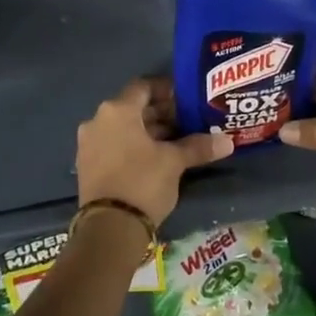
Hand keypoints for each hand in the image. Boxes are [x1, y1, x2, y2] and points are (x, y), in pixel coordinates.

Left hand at [77, 79, 232, 224]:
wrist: (109, 228)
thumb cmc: (142, 182)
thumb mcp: (174, 162)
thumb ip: (198, 146)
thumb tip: (227, 141)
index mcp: (117, 110)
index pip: (143, 87)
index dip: (166, 90)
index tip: (186, 99)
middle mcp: (97, 120)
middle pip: (133, 108)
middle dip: (160, 114)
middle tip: (187, 122)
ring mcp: (89, 144)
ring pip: (123, 128)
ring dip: (148, 132)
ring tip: (176, 142)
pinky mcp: (87, 165)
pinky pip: (114, 145)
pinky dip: (133, 146)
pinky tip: (156, 159)